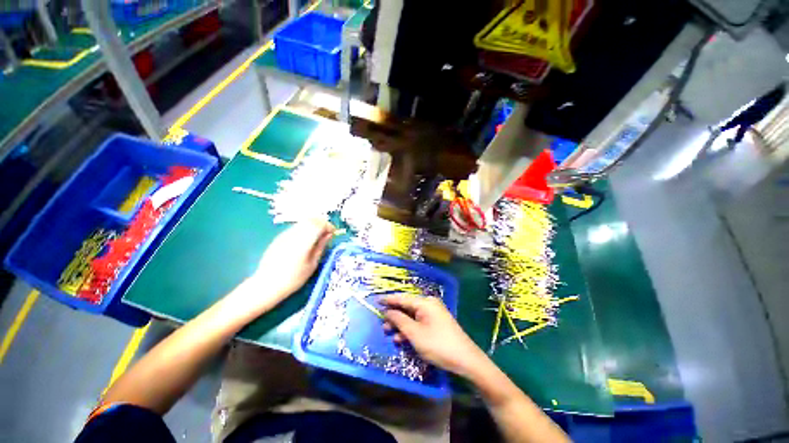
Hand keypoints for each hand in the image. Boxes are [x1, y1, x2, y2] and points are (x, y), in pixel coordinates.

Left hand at [251, 220, 334, 304]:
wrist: (266, 285)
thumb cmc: (293, 279)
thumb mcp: (312, 264)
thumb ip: (321, 246)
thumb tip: (328, 235)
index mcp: (303, 242)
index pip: (319, 224)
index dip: (328, 226)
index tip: (333, 233)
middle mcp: (294, 234)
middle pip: (311, 220)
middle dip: (322, 223)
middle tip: (327, 233)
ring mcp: (285, 235)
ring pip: (303, 222)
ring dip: (313, 226)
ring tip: (317, 238)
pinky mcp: (279, 238)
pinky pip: (295, 228)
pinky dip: (304, 230)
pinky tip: (305, 242)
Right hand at [382, 294, 488, 377]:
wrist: (466, 360)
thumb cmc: (438, 345)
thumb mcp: (415, 334)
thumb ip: (399, 320)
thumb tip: (388, 311)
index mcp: (425, 303)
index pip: (402, 298)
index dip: (388, 300)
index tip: (376, 301)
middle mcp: (429, 305)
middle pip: (407, 307)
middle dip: (394, 317)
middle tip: (383, 326)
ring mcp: (434, 314)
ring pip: (412, 316)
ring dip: (401, 325)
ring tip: (390, 335)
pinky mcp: (437, 323)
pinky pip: (419, 323)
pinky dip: (410, 330)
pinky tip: (403, 340)